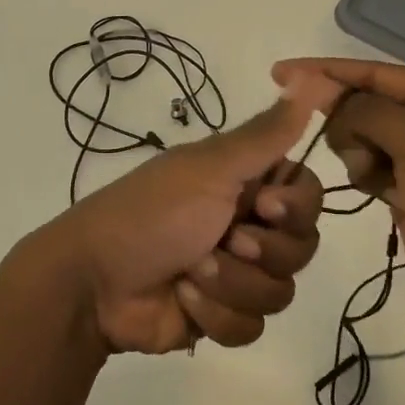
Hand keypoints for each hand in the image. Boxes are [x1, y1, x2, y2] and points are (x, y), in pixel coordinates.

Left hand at [37, 78, 334, 353]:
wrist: (94, 281)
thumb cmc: (153, 212)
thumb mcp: (211, 166)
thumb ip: (266, 133)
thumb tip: (310, 77)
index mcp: (246, 184)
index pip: (309, 196)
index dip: (296, 207)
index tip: (265, 205)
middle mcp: (248, 226)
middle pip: (301, 247)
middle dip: (262, 251)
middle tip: (226, 239)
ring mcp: (236, 275)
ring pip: (280, 291)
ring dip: (232, 283)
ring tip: (191, 272)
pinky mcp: (222, 317)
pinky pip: (252, 327)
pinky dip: (216, 315)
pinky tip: (183, 300)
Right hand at [272, 58, 404, 325]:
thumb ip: (371, 113)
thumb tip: (328, 99)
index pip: (372, 71)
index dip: (325, 71)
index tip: (279, 73)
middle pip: (360, 102)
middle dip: (350, 127)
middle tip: (366, 161)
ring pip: (356, 135)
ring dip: (358, 157)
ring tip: (383, 183)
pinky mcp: (403, 183)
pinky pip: (363, 164)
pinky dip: (364, 176)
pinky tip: (384, 195)